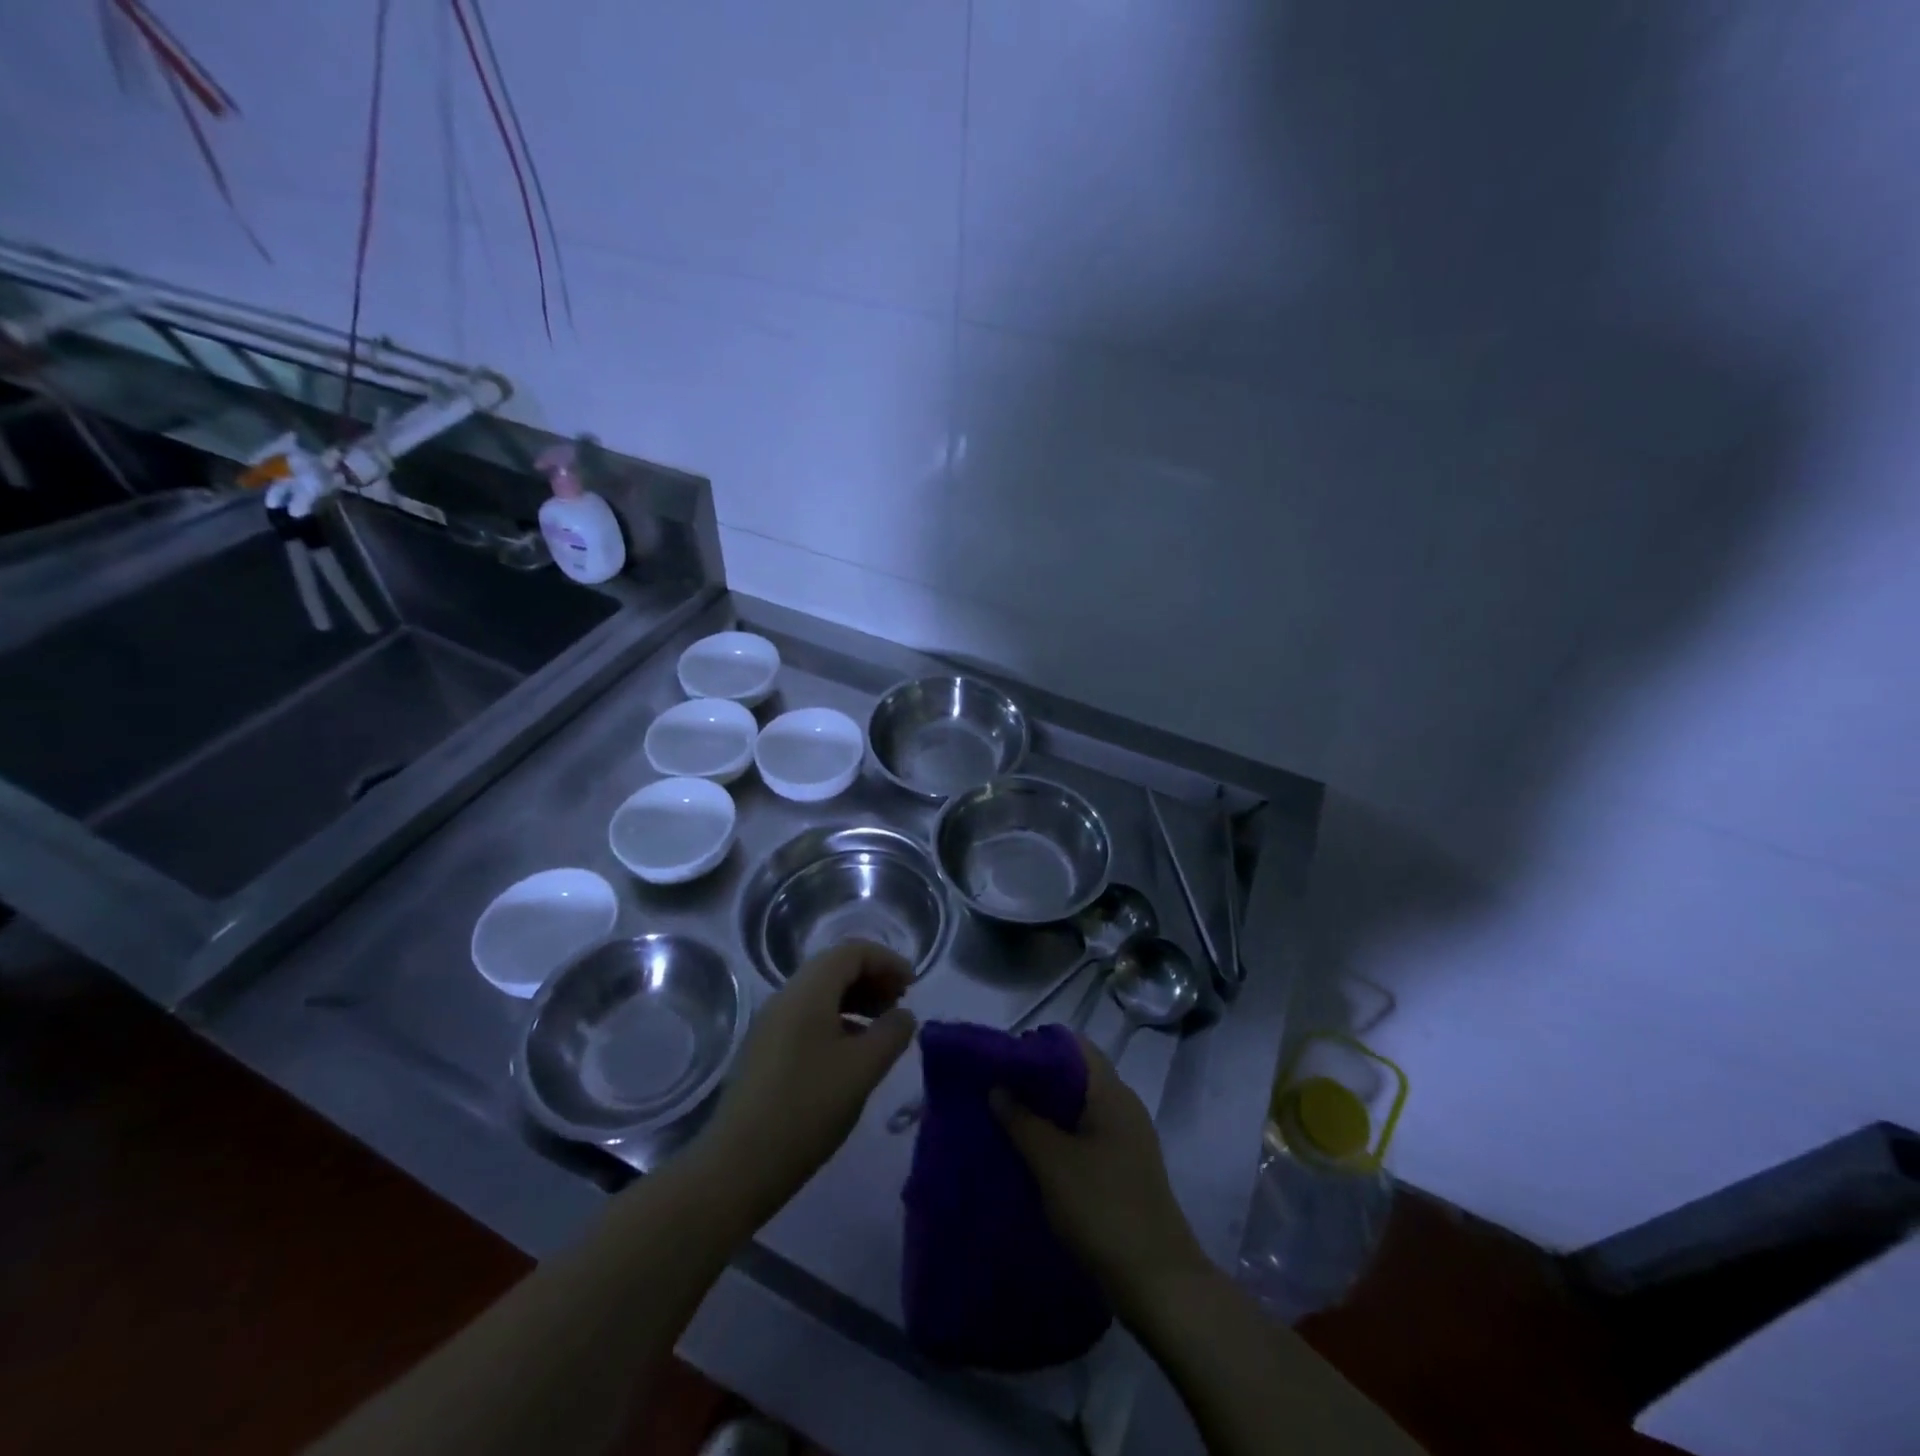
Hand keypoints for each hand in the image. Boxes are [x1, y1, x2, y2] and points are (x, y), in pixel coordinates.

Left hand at [699, 941, 917, 1221]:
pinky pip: (807, 1017)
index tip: (913, 986)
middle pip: (834, 967)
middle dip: (872, 978)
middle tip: (900, 1005)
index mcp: (808, 991)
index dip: (887, 961)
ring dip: (856, 1000)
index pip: (852, 951)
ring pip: (820, 993)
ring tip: (882, 1029)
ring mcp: (771, 1024)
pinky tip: (852, 1053)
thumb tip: (904, 1016)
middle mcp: (785, 997)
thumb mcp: (863, 1069)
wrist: (738, 1165)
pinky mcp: (764, 1050)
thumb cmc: (807, 1108)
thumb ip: (891, 1034)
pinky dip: (837, 1020)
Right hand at [992, 1037, 1209, 1319]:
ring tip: (1006, 1119)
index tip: (1003, 1060)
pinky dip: (1059, 1135)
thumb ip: (1022, 1121)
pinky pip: (1085, 1135)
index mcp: (1112, 1093)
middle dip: (1036, 1080)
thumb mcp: (1053, 1163)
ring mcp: (1127, 1139)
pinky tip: (1031, 1152)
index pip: (1074, 1046)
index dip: (1038, 1046)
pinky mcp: (1123, 1168)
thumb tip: (997, 1086)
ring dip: (1045, 1111)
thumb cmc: (1104, 1210)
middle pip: (1076, 1075)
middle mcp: (1123, 1106)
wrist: (1158, 1284)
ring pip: (1079, 1107)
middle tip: (997, 1089)